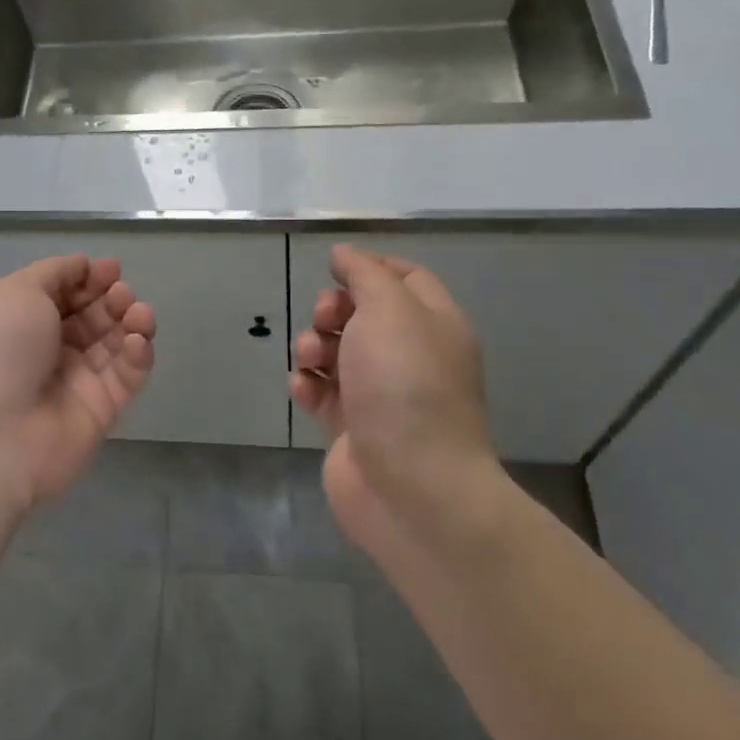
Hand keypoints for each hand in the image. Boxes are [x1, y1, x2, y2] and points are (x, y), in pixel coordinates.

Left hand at [0, 255, 155, 509]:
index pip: (67, 293)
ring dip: (133, 321)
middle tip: (121, 294)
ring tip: (138, 314)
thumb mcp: (18, 291)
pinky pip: (128, 375)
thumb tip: (84, 265)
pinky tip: (137, 342)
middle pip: (94, 316)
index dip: (90, 278)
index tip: (111, 269)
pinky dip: (138, 354)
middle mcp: (52, 349)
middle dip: (113, 298)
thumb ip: (55, 272)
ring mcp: (78, 380)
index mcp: (25, 321)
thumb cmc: (1, 351)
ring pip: (117, 343)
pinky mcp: (103, 410)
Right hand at [289, 244, 506, 558]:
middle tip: (325, 321)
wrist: (411, 485)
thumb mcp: (389, 310)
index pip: (407, 278)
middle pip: (364, 314)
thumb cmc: (405, 385)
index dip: (371, 267)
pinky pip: (323, 392)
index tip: (336, 269)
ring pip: (337, 352)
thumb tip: (346, 253)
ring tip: (311, 361)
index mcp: (434, 325)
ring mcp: (381, 395)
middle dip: (333, 310)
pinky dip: (309, 386)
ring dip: (314, 347)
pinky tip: (305, 391)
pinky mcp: (353, 428)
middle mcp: (411, 356)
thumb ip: (365, 274)